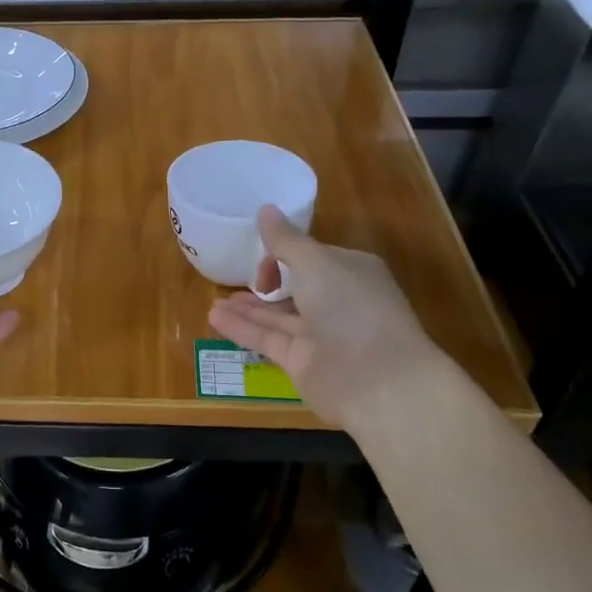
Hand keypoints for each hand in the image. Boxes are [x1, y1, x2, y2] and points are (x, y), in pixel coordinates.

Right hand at [208, 205, 443, 428]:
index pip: (312, 257)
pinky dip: (241, 328)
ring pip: (277, 316)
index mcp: (350, 272)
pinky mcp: (301, 362)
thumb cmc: (352, 309)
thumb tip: (265, 209)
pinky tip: (214, 317)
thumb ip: (286, 241)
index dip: (284, 254)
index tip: (261, 256)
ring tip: (214, 300)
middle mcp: (336, 302)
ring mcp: (319, 335)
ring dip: (247, 307)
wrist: (377, 381)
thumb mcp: (316, 263)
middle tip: (233, 277)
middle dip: (265, 282)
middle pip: (294, 288)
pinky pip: (267, 339)